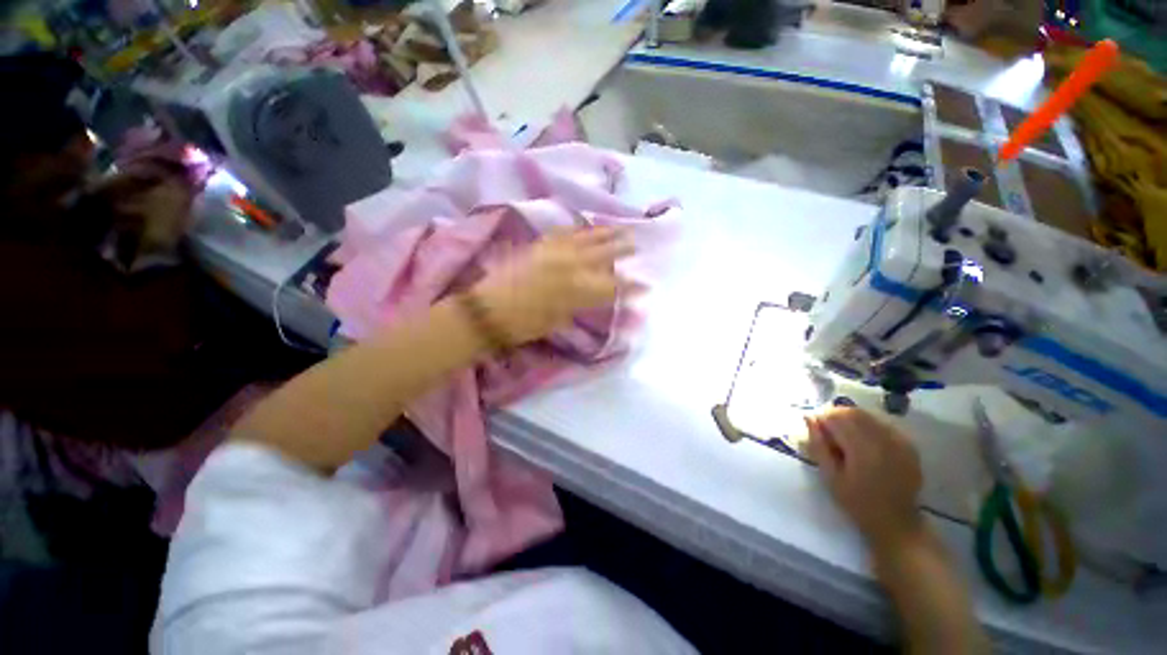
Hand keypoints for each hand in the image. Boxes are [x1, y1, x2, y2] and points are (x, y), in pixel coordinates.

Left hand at [471, 226, 634, 345]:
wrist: (488, 310)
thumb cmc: (525, 324)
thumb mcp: (559, 321)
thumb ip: (581, 306)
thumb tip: (597, 299)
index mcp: (577, 289)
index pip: (612, 286)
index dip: (631, 287)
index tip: (645, 285)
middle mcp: (570, 265)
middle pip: (604, 254)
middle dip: (623, 249)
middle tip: (635, 245)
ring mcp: (554, 251)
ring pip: (587, 237)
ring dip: (605, 233)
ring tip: (618, 229)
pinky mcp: (539, 245)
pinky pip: (563, 232)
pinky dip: (577, 229)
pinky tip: (585, 227)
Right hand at [806, 407, 924, 553]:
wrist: (896, 522)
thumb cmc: (857, 502)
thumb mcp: (830, 476)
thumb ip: (818, 445)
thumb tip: (809, 418)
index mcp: (862, 449)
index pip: (837, 417)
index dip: (822, 418)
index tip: (815, 428)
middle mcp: (883, 440)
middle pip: (853, 412)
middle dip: (836, 416)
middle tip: (827, 431)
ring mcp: (899, 441)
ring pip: (868, 415)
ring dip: (852, 419)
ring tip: (845, 437)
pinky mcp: (908, 445)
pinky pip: (883, 424)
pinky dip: (869, 426)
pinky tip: (864, 441)